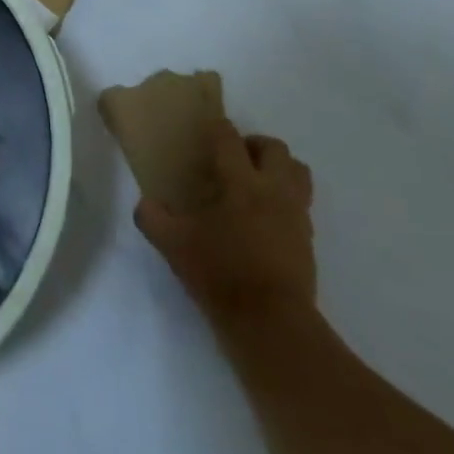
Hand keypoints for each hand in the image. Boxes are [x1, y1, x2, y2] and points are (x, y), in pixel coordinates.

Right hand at [135, 121, 314, 329]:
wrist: (272, 324)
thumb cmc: (221, 274)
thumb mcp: (174, 246)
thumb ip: (153, 219)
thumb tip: (145, 204)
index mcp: (240, 182)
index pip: (229, 137)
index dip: (216, 129)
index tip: (205, 132)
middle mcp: (273, 189)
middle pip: (274, 148)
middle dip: (254, 145)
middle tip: (235, 159)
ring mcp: (296, 214)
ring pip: (298, 172)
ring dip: (278, 169)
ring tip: (256, 184)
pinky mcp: (308, 240)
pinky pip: (301, 205)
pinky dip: (285, 202)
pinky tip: (264, 221)